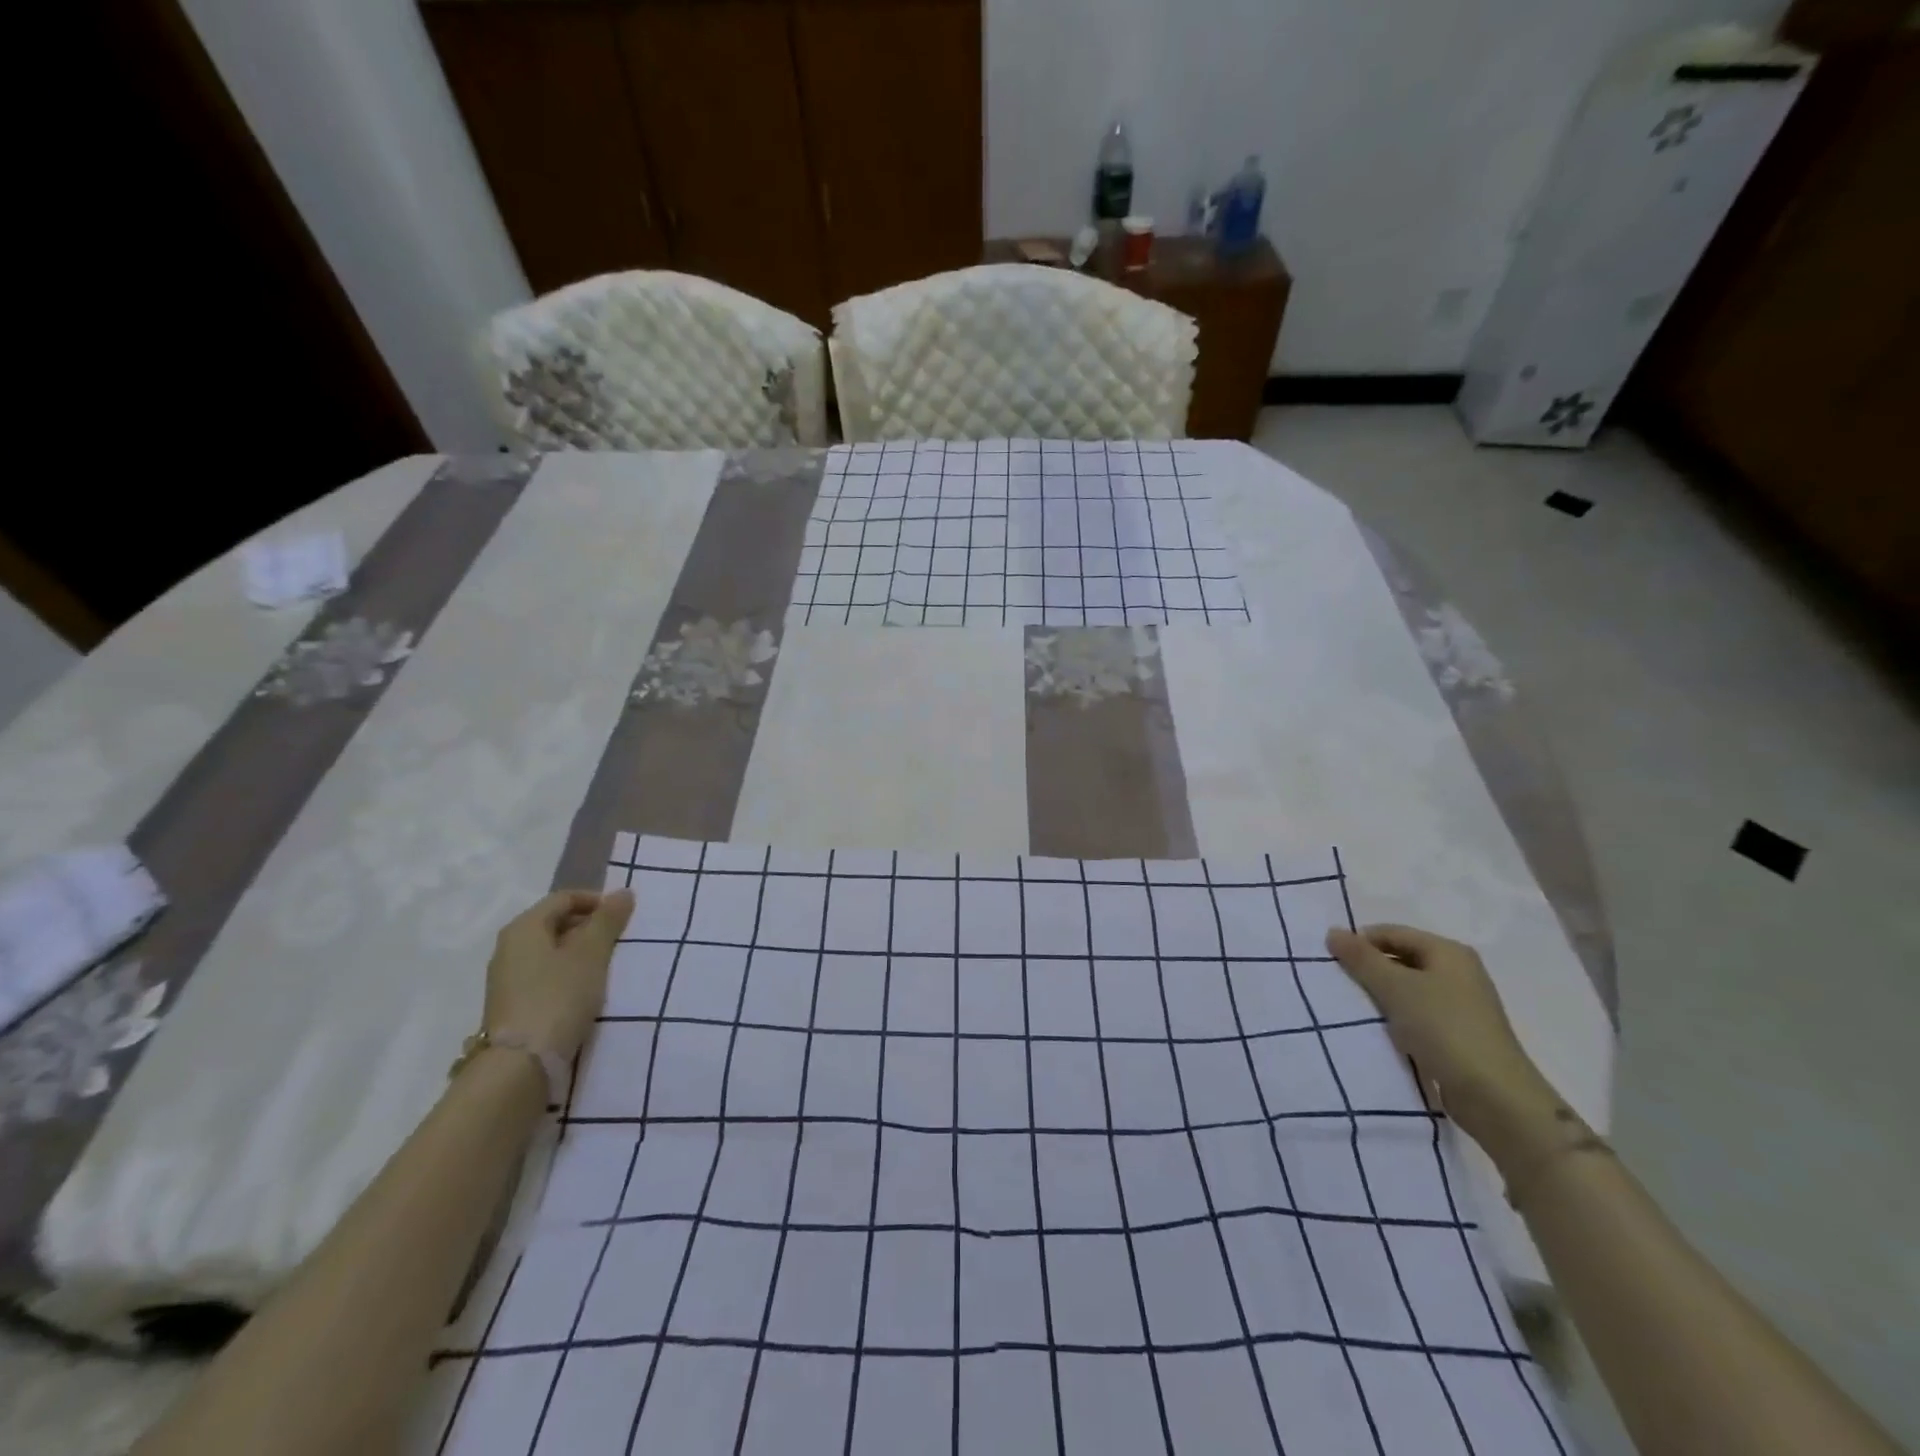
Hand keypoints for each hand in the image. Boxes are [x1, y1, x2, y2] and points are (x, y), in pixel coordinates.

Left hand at [483, 889, 634, 1062]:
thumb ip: (608, 920)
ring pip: (551, 951)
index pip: (564, 898)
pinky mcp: (513, 1005)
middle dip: (590, 927)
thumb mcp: (591, 954)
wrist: (520, 1065)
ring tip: (607, 967)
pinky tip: (586, 991)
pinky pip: (546, 976)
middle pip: (555, 923)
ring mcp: (508, 978)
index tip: (624, 917)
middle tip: (619, 941)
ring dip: (581, 953)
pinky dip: (568, 975)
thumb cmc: (558, 997)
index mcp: (524, 928)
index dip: (597, 901)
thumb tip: (623, 892)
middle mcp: (509, 947)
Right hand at [1325, 923, 1560, 1161]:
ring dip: (1382, 994)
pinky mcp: (1460, 1034)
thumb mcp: (1395, 988)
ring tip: (1356, 1008)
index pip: (1392, 933)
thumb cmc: (1443, 1029)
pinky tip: (1381, 1029)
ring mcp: (1462, 1005)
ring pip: (1408, 987)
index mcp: (1449, 952)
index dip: (1360, 942)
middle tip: (1340, 984)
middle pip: (1401, 958)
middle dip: (1370, 969)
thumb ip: (1361, 958)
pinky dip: (1397, 1016)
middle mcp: (1459, 972)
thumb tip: (1333, 931)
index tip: (1332, 962)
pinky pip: (1418, 1013)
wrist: (1494, 1096)